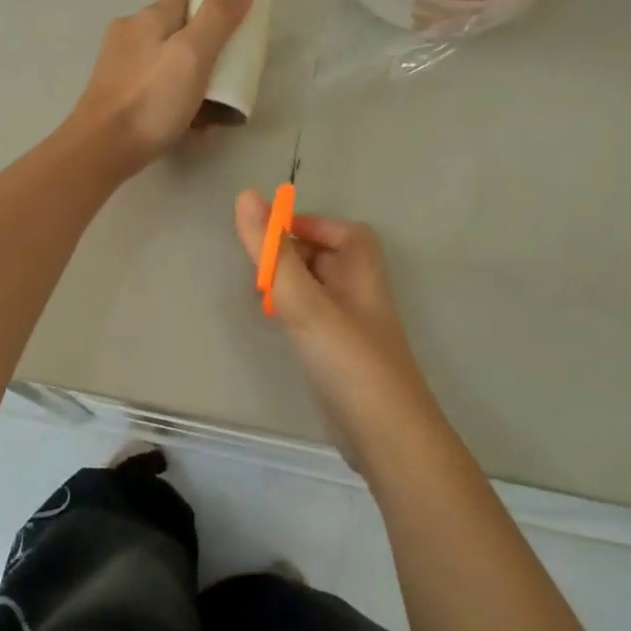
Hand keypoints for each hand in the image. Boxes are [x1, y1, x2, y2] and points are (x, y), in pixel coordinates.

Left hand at [69, 0, 256, 171]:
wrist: (102, 150)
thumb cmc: (151, 100)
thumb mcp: (193, 55)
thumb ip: (218, 16)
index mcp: (147, 18)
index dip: (215, 10)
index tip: (236, 34)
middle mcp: (128, 35)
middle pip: (177, 32)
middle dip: (205, 50)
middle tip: (228, 77)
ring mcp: (118, 67)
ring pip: (165, 63)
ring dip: (190, 79)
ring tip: (212, 107)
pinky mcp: (115, 96)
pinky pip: (154, 88)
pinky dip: (172, 99)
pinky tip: (187, 122)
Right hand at [234, 192, 443, 463]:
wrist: (384, 435)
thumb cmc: (348, 359)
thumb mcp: (305, 301)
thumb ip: (274, 252)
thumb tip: (246, 196)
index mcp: (362, 271)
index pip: (342, 231)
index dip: (308, 225)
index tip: (269, 234)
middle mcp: (360, 293)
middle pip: (328, 257)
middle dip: (292, 255)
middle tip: (258, 267)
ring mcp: (352, 326)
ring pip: (318, 290)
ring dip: (290, 285)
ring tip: (260, 296)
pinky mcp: (341, 355)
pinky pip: (315, 319)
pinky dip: (294, 314)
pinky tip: (276, 326)